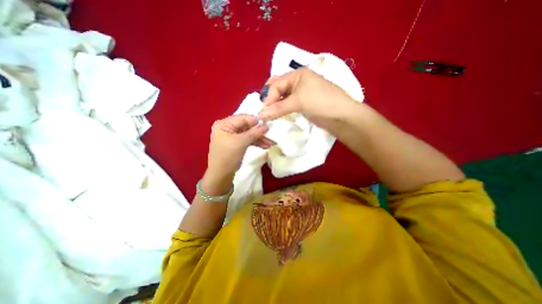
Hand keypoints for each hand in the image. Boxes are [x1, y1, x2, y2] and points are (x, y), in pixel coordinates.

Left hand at [210, 114, 272, 177]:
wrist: (221, 174)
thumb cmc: (227, 156)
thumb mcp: (240, 143)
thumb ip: (254, 133)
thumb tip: (266, 125)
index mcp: (224, 124)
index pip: (243, 118)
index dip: (256, 121)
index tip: (268, 123)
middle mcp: (228, 127)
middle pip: (247, 126)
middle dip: (259, 131)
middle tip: (271, 134)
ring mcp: (233, 136)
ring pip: (249, 134)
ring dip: (260, 138)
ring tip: (271, 143)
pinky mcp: (237, 143)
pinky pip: (248, 140)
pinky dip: (256, 142)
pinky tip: (265, 146)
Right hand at [259, 68, 358, 125]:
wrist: (341, 115)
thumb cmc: (320, 102)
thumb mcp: (298, 102)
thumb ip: (278, 108)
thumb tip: (260, 115)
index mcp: (297, 74)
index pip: (276, 84)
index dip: (269, 97)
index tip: (264, 111)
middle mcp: (297, 82)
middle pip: (277, 88)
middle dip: (270, 98)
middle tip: (265, 110)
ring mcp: (300, 93)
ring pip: (282, 97)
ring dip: (274, 105)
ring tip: (268, 115)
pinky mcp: (302, 104)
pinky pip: (287, 105)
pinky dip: (281, 109)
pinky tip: (276, 115)